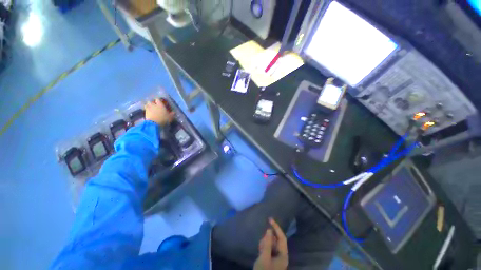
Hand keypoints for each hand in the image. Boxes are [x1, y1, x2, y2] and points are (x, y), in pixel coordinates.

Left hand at [144, 98, 174, 125]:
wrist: (154, 123)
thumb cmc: (163, 119)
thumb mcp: (170, 117)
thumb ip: (172, 114)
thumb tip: (174, 112)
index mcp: (160, 105)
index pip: (158, 100)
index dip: (158, 101)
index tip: (160, 102)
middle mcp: (154, 105)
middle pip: (151, 101)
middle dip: (152, 103)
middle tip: (154, 105)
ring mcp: (148, 108)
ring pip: (147, 104)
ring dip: (148, 106)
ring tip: (150, 108)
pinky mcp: (145, 112)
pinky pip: (145, 109)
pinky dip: (146, 110)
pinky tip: (148, 112)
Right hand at [253, 218, 287, 269]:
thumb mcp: (264, 257)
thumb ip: (267, 243)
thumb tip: (270, 230)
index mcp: (283, 255)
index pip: (281, 237)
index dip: (276, 227)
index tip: (269, 219)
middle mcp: (281, 255)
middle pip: (276, 240)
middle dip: (268, 239)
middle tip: (262, 244)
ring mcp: (276, 257)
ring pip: (271, 244)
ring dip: (265, 243)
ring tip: (260, 250)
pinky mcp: (271, 259)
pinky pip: (268, 248)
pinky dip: (264, 247)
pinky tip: (260, 251)